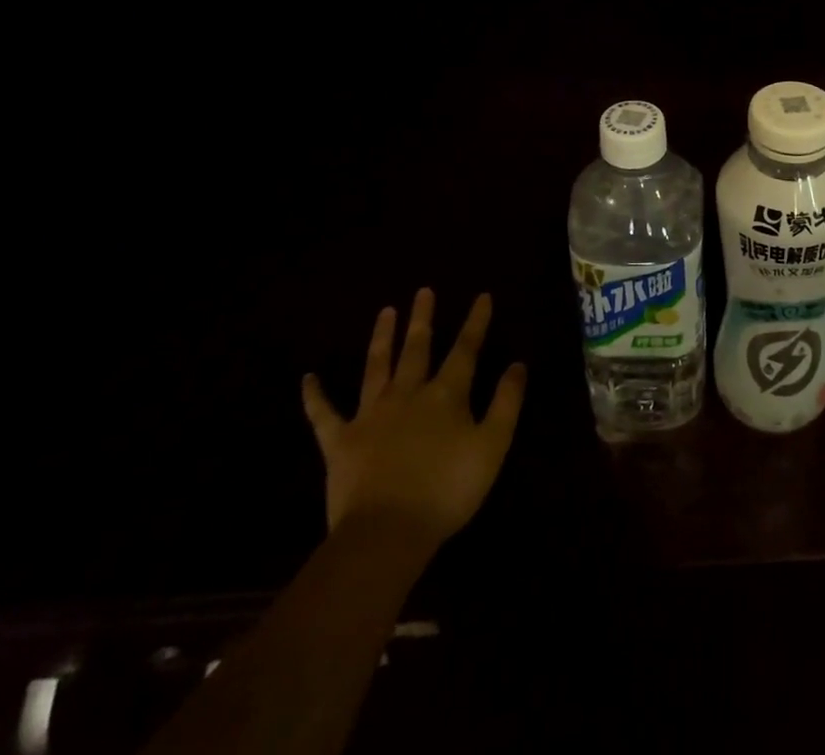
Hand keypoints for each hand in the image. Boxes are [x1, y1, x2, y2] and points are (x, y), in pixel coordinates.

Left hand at [301, 290, 525, 544]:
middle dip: (423, 319)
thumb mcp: (493, 445)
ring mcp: (371, 415)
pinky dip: (315, 396)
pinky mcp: (340, 442)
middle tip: (423, 291)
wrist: (386, 533)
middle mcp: (408, 394)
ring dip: (382, 338)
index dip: (475, 322)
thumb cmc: (447, 490)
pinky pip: (324, 414)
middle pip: (417, 348)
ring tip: (385, 311)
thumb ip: (506, 402)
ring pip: (376, 367)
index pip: (465, 349)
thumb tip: (517, 364)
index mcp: (446, 394)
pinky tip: (307, 378)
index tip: (481, 295)